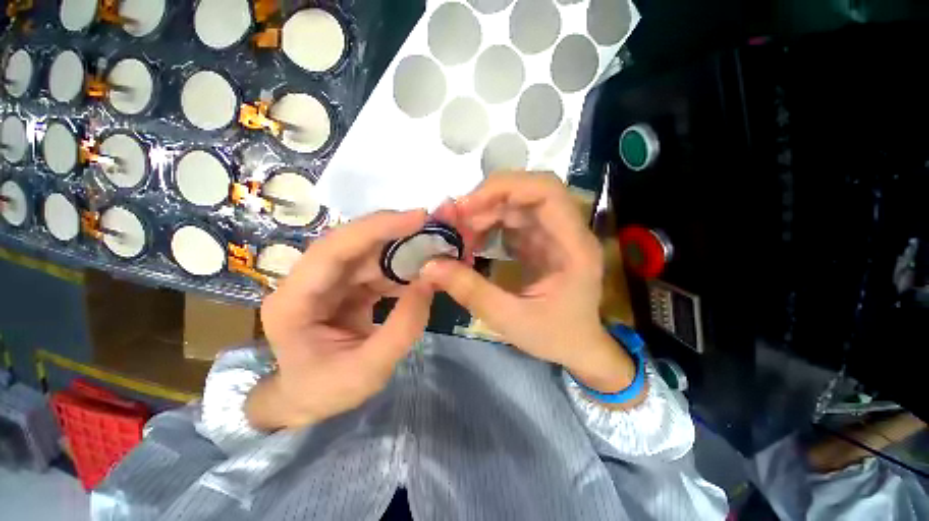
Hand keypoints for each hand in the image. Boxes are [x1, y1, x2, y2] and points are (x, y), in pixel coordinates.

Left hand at [248, 210, 433, 430]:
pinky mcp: (343, 284)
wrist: (305, 399)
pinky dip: (400, 265)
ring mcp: (325, 281)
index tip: (418, 217)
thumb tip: (430, 281)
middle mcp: (306, 281)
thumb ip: (403, 327)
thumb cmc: (325, 390)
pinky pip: (375, 266)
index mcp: (294, 301)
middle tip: (433, 227)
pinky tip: (421, 270)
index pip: (333, 250)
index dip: (376, 229)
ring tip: (434, 248)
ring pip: (366, 251)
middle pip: (351, 243)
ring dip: (401, 248)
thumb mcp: (368, 370)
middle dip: (394, 231)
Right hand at [421, 173, 639, 396]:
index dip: (505, 188)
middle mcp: (566, 231)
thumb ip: (471, 291)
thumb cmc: (555, 337)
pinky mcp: (538, 241)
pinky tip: (470, 242)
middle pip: (526, 192)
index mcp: (574, 246)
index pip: (546, 191)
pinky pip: (510, 221)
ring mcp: (552, 234)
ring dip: (482, 214)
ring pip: (514, 205)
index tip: (467, 206)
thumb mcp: (511, 319)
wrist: (577, 348)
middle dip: (486, 200)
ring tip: (457, 234)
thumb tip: (429, 266)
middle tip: (452, 220)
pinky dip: (487, 226)